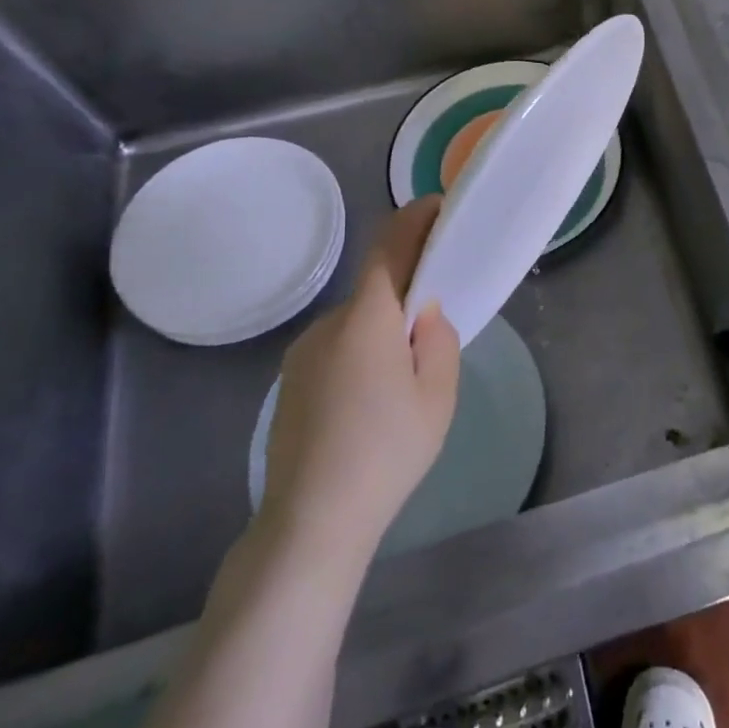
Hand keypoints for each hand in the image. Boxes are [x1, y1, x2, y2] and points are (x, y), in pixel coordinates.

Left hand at [259, 197, 461, 557]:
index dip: (413, 220)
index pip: (389, 248)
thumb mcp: (437, 396)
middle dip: (406, 293)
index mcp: (366, 320)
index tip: (437, 207)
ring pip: (355, 322)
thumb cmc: (387, 452)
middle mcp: (327, 325)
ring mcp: (302, 354)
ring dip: (382, 329)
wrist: (312, 520)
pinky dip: (360, 353)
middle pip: (374, 289)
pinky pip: (336, 348)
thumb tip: (425, 314)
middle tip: (436, 326)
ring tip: (403, 380)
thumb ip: (439, 340)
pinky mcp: (290, 381)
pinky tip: (369, 402)